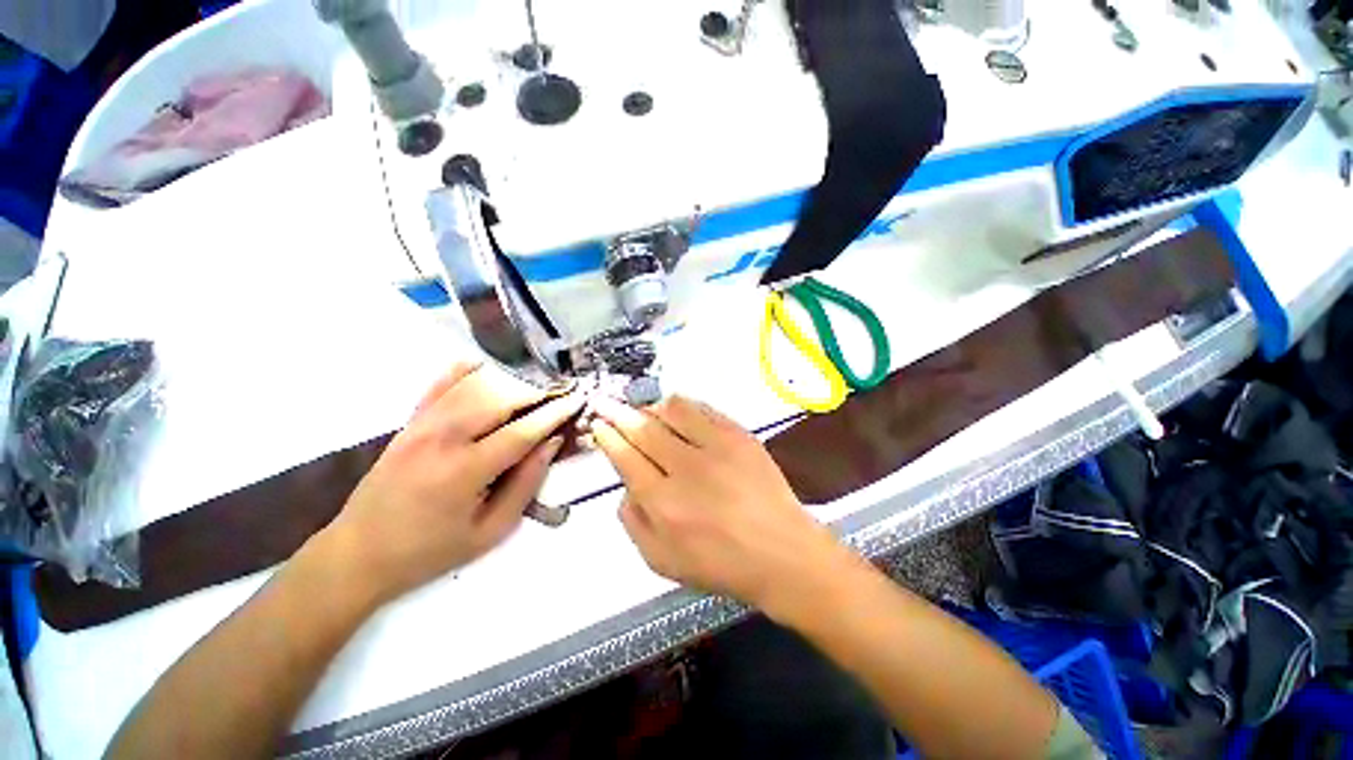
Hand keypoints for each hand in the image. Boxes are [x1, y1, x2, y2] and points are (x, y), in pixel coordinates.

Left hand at [322, 363, 582, 603]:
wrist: (358, 555)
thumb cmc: (430, 550)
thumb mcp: (490, 531)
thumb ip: (525, 485)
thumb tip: (550, 444)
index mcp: (466, 470)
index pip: (523, 431)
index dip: (555, 414)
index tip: (577, 400)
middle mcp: (444, 438)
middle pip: (500, 399)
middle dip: (536, 391)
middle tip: (561, 390)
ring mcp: (422, 426)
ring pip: (473, 387)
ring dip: (508, 381)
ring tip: (535, 383)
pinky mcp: (408, 424)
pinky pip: (438, 387)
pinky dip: (461, 372)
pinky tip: (481, 365)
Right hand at [590, 395, 846, 613]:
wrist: (782, 553)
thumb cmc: (721, 564)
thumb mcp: (662, 561)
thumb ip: (633, 522)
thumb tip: (625, 487)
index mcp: (663, 503)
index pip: (626, 458)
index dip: (608, 437)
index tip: (599, 425)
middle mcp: (686, 469)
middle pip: (643, 429)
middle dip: (619, 413)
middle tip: (606, 403)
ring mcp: (716, 447)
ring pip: (672, 411)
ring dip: (651, 407)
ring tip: (644, 411)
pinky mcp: (740, 436)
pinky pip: (704, 409)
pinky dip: (684, 406)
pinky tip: (677, 411)